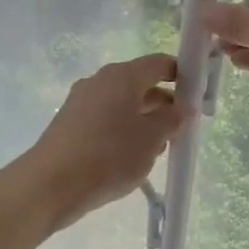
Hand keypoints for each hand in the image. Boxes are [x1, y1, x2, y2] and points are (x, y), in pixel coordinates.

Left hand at [24, 54, 187, 230]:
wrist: (50, 185)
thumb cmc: (109, 155)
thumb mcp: (152, 138)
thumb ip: (172, 118)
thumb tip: (182, 107)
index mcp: (122, 76)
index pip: (159, 63)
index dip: (181, 75)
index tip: (198, 97)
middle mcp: (100, 81)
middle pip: (140, 84)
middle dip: (164, 104)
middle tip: (181, 130)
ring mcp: (81, 102)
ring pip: (123, 104)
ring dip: (144, 121)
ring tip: (158, 150)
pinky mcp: (70, 124)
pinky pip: (106, 120)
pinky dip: (123, 131)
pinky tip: (130, 158)